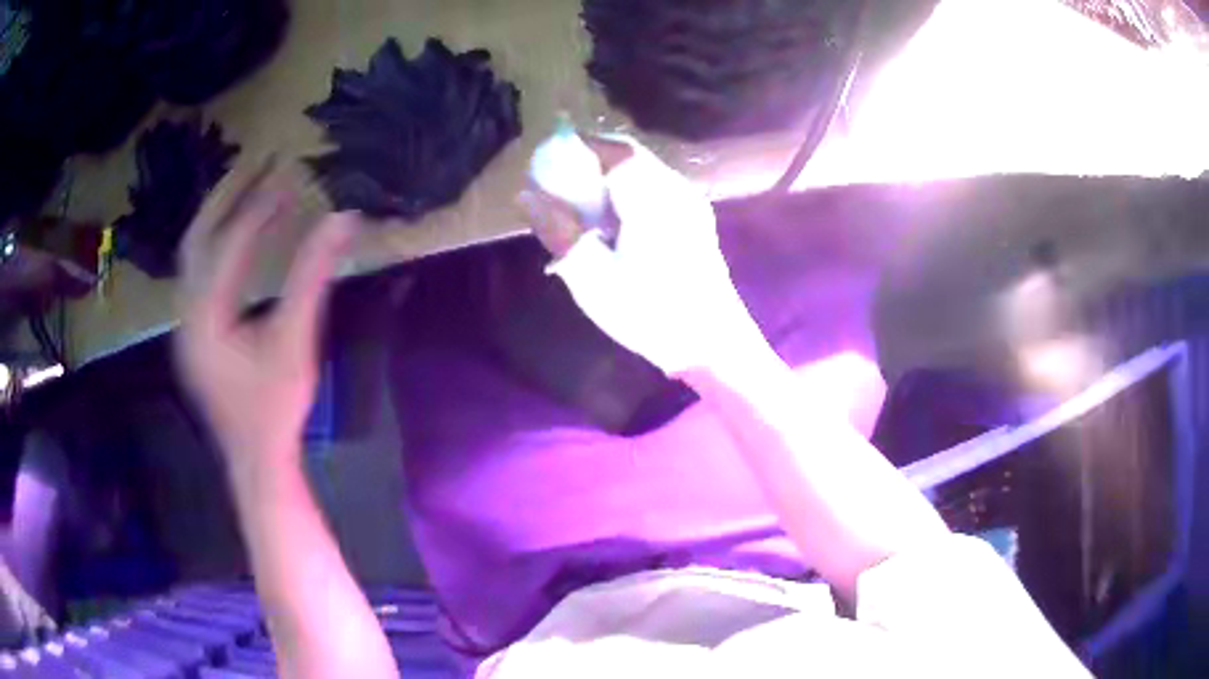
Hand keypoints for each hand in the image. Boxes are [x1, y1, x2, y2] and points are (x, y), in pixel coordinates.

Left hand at [175, 163, 354, 477]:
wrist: (255, 456)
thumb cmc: (275, 406)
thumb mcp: (295, 340)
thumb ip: (313, 276)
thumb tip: (343, 218)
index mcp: (205, 316)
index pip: (229, 244)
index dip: (258, 205)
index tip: (286, 172)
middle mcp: (186, 312)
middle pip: (197, 237)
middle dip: (227, 194)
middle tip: (258, 162)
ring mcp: (186, 322)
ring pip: (194, 253)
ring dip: (220, 215)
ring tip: (249, 186)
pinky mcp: (195, 330)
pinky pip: (200, 272)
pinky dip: (219, 244)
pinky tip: (240, 235)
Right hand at [522, 136, 764, 375]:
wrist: (712, 344)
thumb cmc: (650, 313)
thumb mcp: (591, 278)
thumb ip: (558, 231)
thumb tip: (526, 196)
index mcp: (653, 200)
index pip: (615, 151)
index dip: (581, 146)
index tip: (549, 155)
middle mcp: (677, 190)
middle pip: (631, 156)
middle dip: (593, 161)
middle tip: (561, 180)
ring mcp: (692, 204)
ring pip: (645, 170)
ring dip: (612, 176)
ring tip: (583, 202)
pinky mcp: (697, 219)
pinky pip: (658, 188)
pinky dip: (630, 191)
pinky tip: (615, 221)